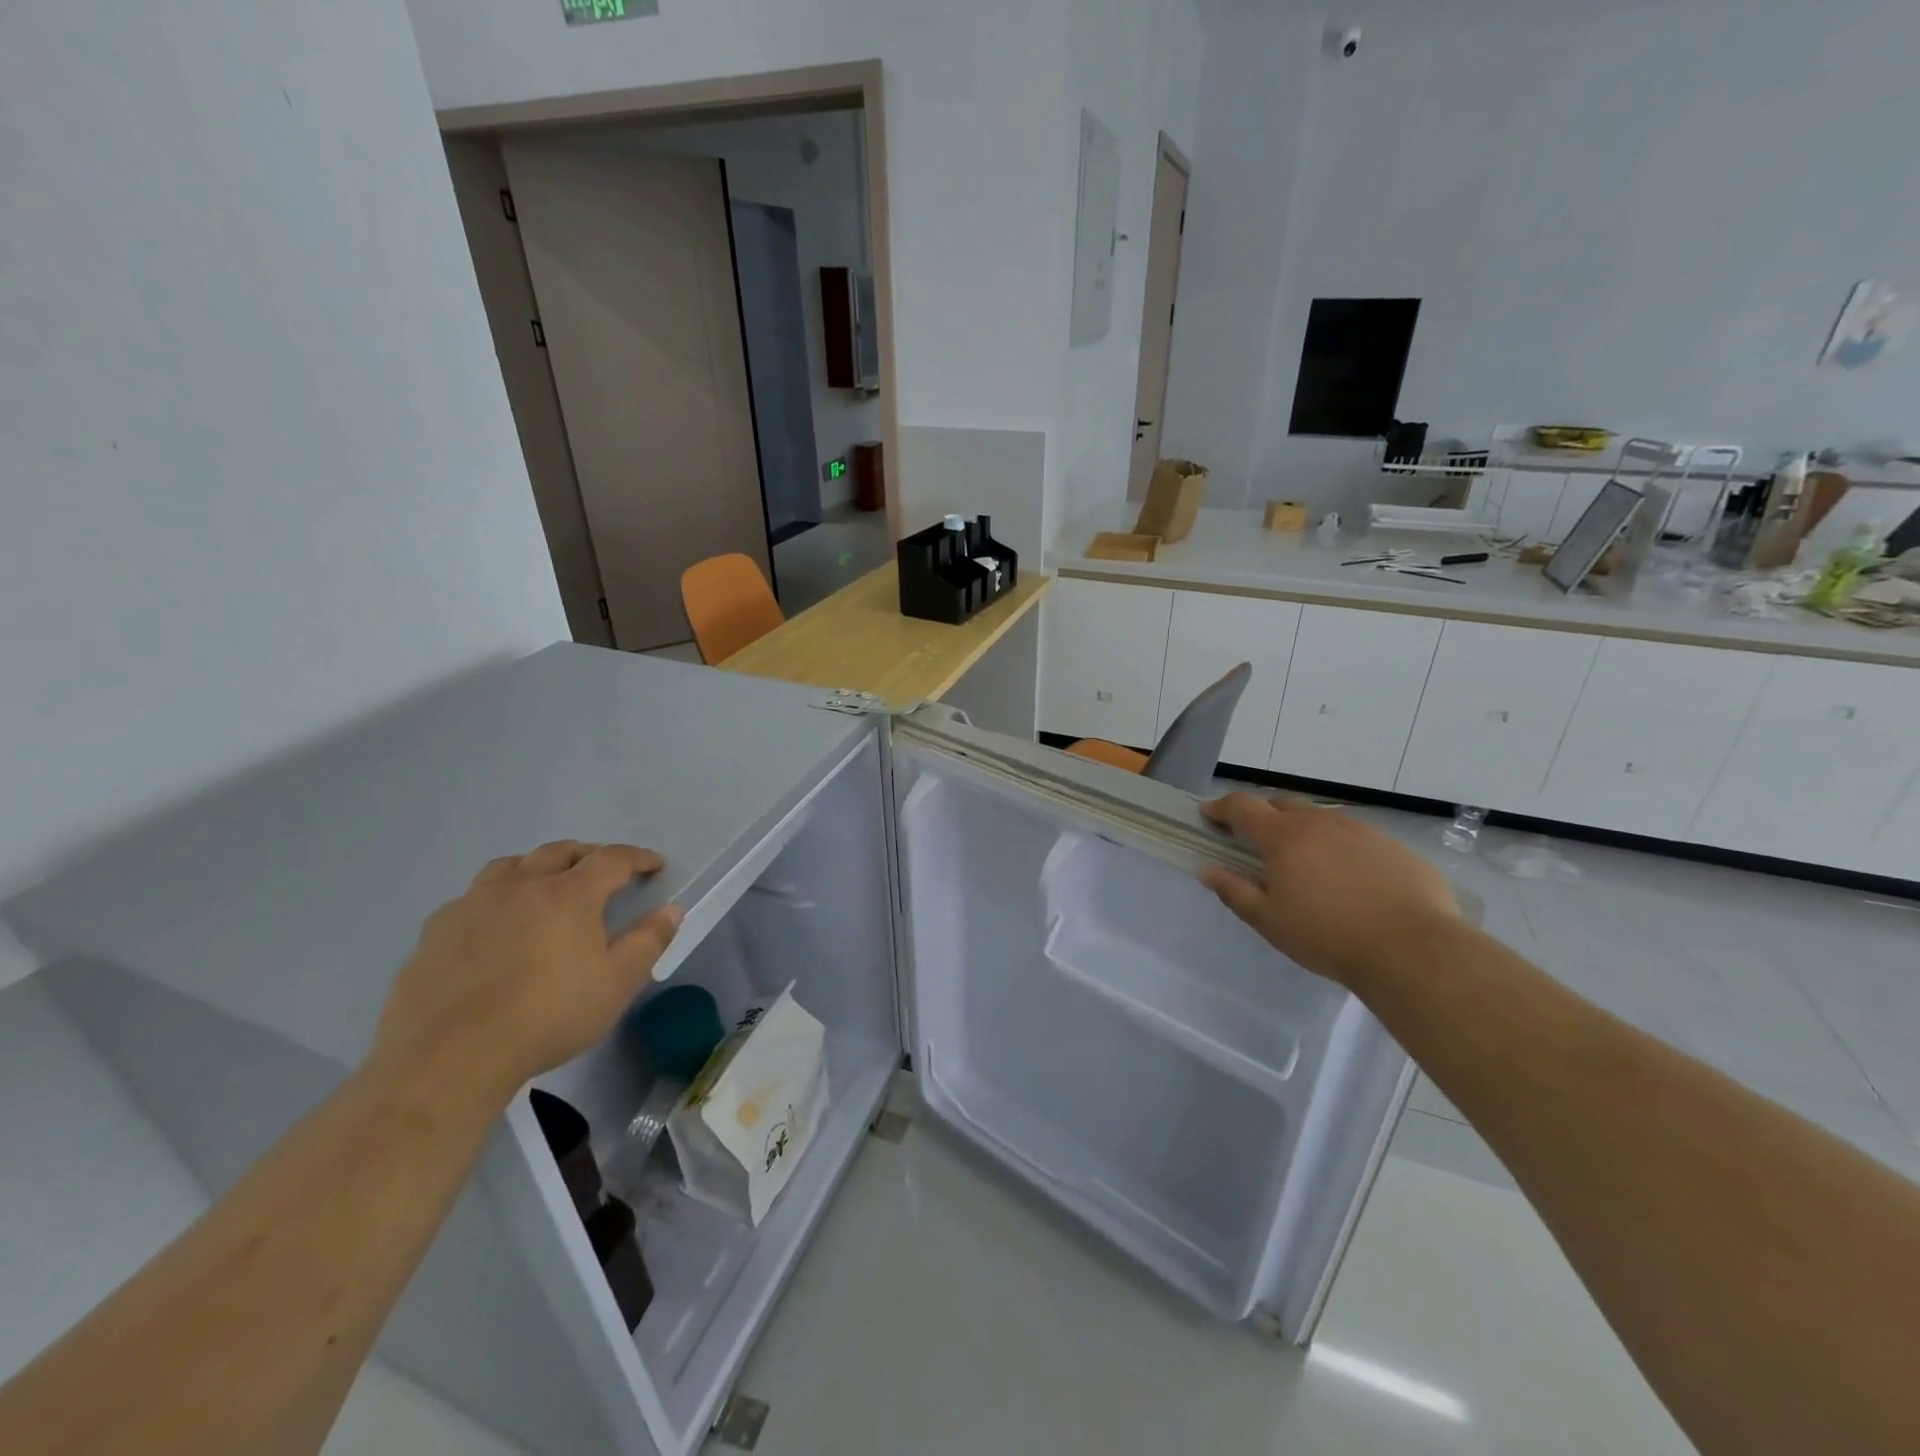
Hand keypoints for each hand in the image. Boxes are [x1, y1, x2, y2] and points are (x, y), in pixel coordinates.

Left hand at [372, 841, 681, 1104]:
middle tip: (604, 870)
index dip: (638, 858)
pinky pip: (472, 897)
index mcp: (569, 894)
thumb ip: (648, 941)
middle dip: (589, 854)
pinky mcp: (436, 930)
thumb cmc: (547, 1017)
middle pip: (560, 851)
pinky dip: (496, 897)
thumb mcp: (616, 984)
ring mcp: (473, 904)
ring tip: (547, 885)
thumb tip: (672, 910)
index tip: (655, 865)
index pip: (612, 859)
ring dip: (538, 866)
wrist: (449, 1057)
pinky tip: (495, 924)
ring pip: (511, 866)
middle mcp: (521, 885)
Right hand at [1199, 793, 1457, 989]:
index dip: (1221, 807)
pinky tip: (1349, 880)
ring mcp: (1362, 831)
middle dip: (1262, 816)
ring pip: (1321, 819)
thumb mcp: (1269, 921)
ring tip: (1305, 864)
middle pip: (1282, 804)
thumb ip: (1234, 891)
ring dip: (1303, 831)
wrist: (1414, 950)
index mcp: (1284, 836)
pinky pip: (1356, 837)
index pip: (1243, 807)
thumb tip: (1207, 870)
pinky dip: (1340, 848)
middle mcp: (1321, 822)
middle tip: (1255, 842)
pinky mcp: (1394, 847)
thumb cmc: (1328, 936)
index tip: (1208, 815)